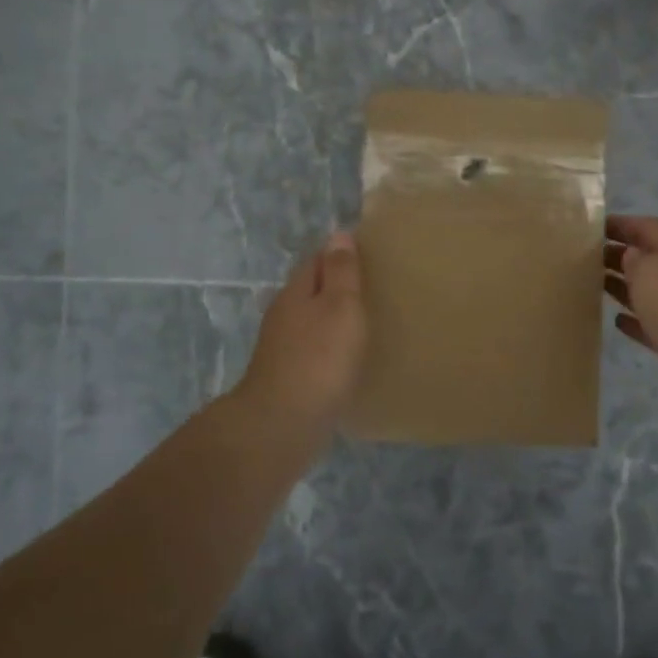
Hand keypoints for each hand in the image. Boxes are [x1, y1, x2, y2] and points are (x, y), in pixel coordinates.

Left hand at [235, 231, 368, 432]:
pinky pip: (314, 349)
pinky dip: (331, 345)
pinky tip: (347, 356)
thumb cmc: (319, 358)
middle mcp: (284, 314)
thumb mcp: (340, 306)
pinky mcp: (288, 376)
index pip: (318, 259)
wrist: (283, 424)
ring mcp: (282, 347)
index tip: (371, 253)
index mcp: (296, 291)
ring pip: (312, 320)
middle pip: (313, 289)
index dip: (342, 253)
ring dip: (334, 317)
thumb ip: (341, 271)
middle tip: (375, 286)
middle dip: (338, 285)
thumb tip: (338, 233)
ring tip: (366, 320)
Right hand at [604, 215, 657, 424]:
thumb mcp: (649, 268)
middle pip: (650, 259)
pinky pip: (655, 326)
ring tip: (594, 285)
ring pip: (651, 293)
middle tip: (584, 258)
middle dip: (620, 255)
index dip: (620, 224)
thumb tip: (631, 257)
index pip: (647, 227)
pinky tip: (617, 321)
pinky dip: (637, 322)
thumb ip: (634, 259)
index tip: (592, 226)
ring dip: (625, 287)